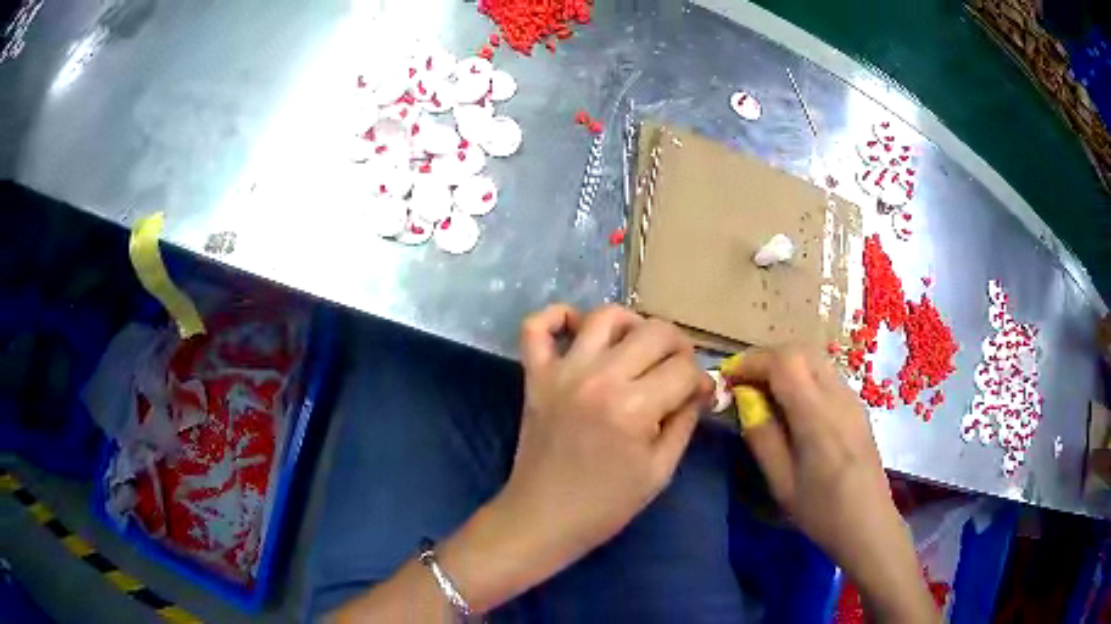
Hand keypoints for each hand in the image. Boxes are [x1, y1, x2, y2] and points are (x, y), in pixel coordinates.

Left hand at [500, 304, 709, 569]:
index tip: (699, 394)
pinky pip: (537, 326)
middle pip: (654, 331)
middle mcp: (599, 378)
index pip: (683, 368)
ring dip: (632, 324)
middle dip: (678, 346)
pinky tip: (579, 328)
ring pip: (605, 316)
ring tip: (638, 348)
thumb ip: (685, 420)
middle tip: (677, 370)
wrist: (544, 518)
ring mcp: (562, 372)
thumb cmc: (607, 504)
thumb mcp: (660, 470)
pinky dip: (557, 316)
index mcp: (634, 407)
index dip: (700, 379)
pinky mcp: (535, 375)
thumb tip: (701, 387)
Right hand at [727, 347, 936, 622]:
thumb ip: (762, 438)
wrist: (868, 523)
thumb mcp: (782, 483)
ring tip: (764, 394)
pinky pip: (826, 376)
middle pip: (800, 351)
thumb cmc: (822, 511)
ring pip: (815, 360)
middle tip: (745, 384)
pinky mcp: (857, 407)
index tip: (729, 379)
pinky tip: (793, 407)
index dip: (752, 362)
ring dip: (785, 366)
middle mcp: (838, 396)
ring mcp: (852, 399)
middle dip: (767, 358)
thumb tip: (746, 405)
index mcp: (817, 415)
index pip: (784, 361)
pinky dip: (802, 377)